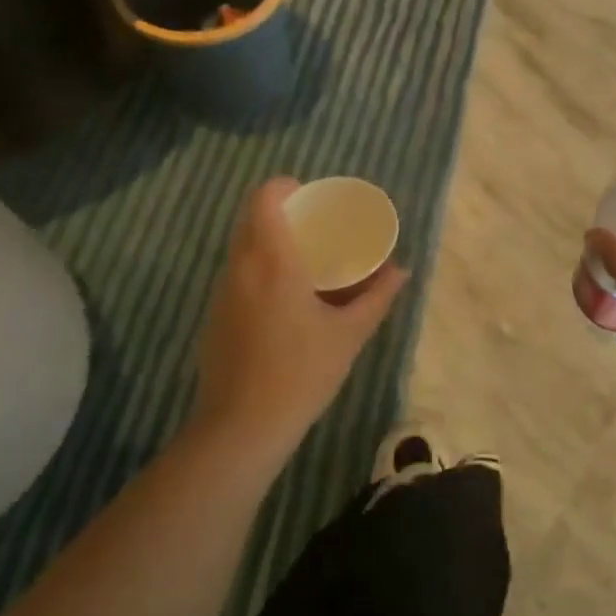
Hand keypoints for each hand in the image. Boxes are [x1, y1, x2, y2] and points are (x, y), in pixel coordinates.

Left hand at [192, 178, 408, 460]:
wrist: (241, 429)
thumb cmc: (301, 373)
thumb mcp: (349, 334)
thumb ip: (377, 298)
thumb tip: (402, 271)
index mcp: (273, 261)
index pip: (264, 198)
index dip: (285, 186)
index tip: (312, 195)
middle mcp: (241, 268)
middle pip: (252, 218)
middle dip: (283, 213)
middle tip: (317, 225)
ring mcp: (222, 293)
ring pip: (243, 247)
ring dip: (270, 242)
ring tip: (306, 259)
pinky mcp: (214, 317)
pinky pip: (238, 274)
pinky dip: (260, 269)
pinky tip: (286, 298)